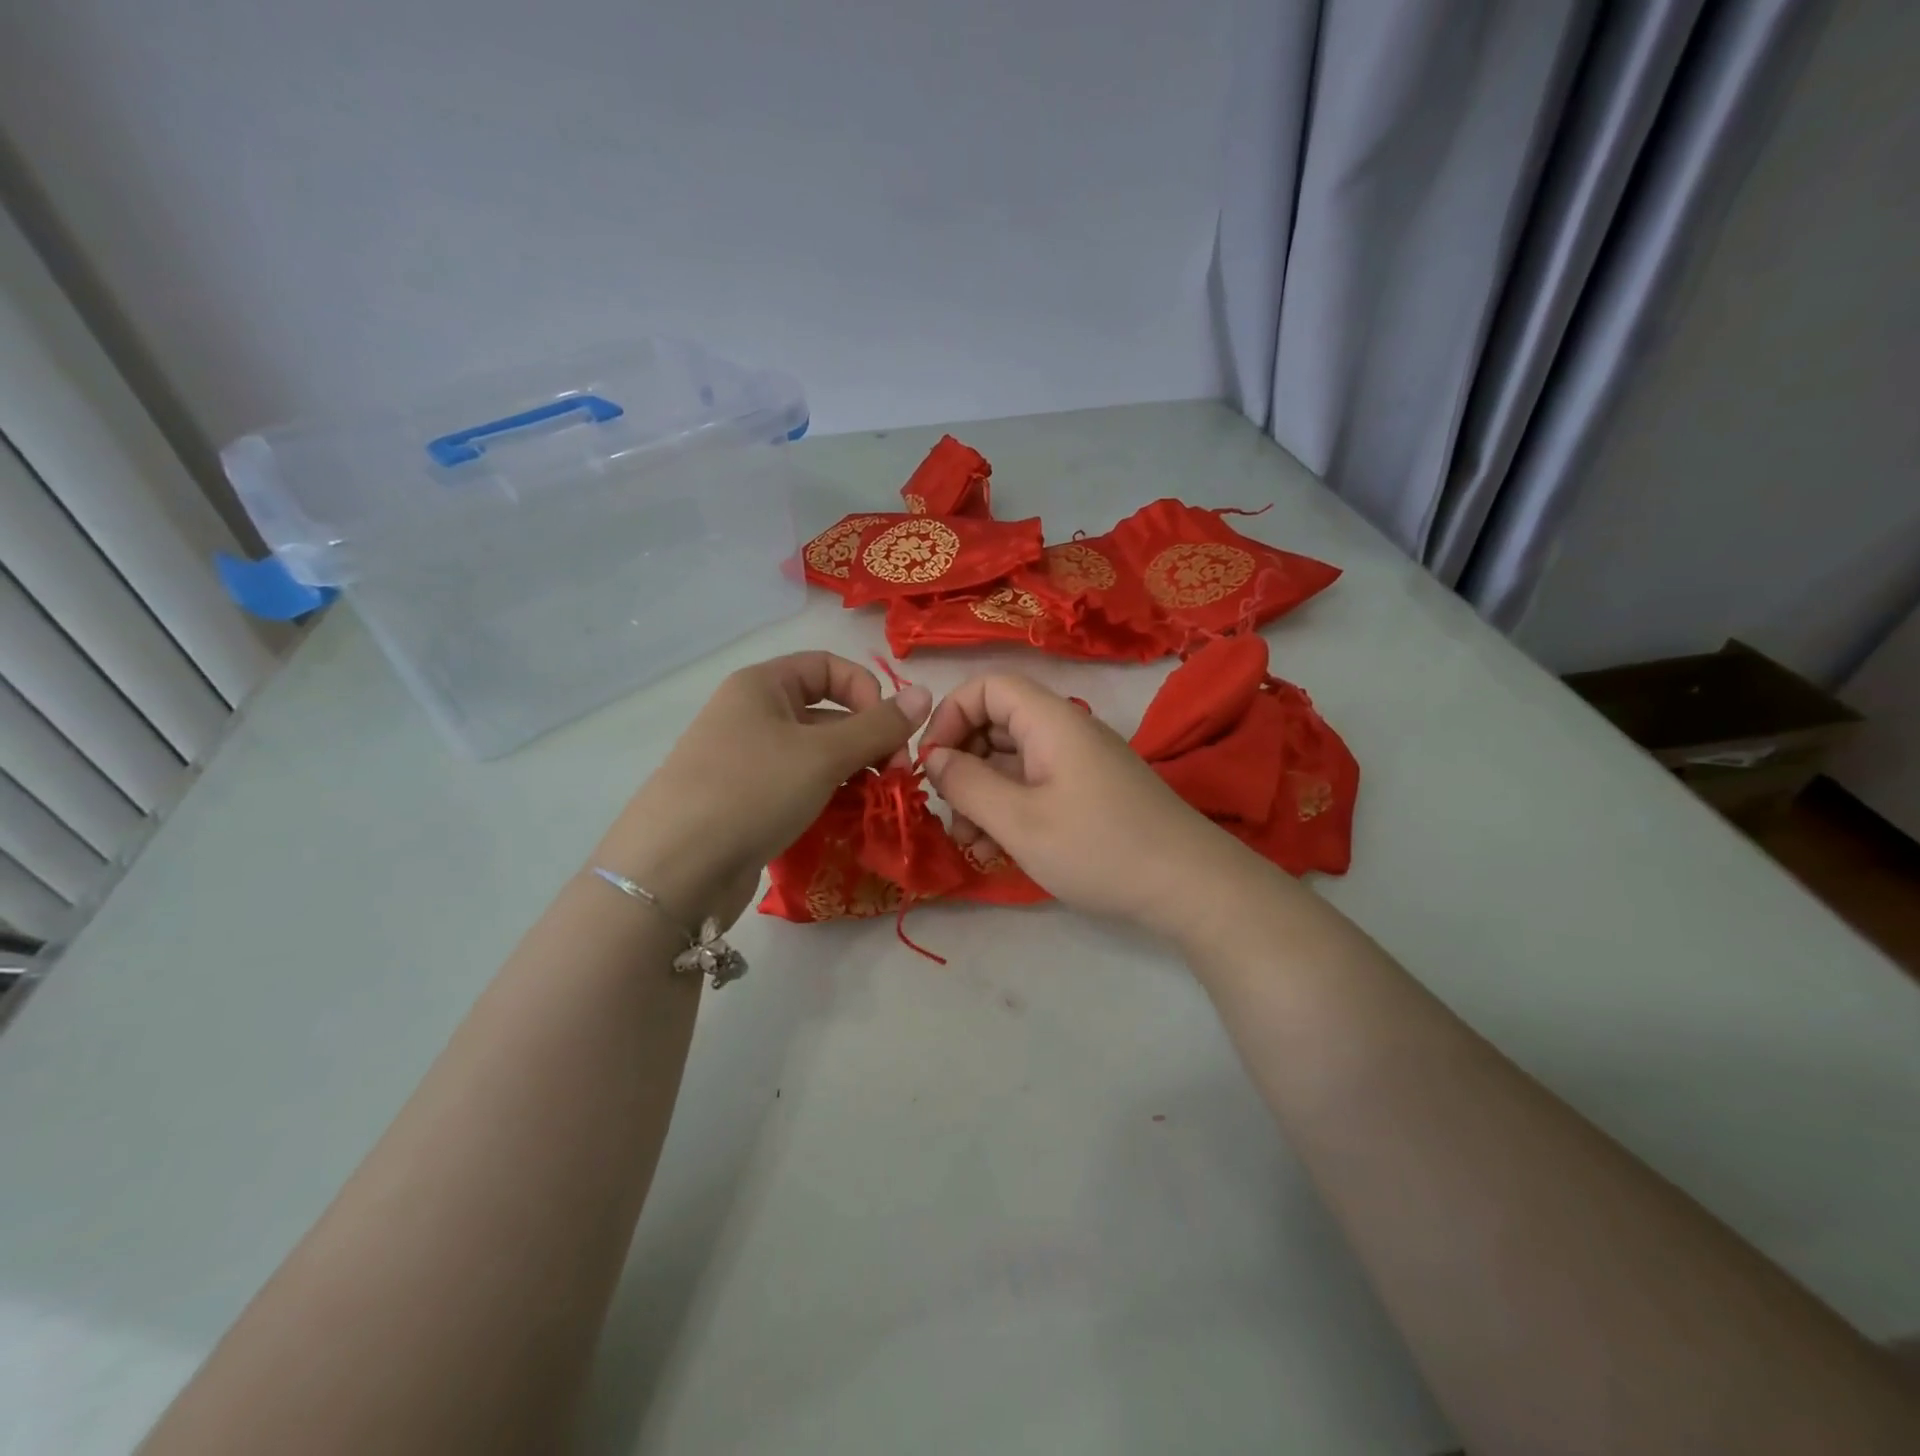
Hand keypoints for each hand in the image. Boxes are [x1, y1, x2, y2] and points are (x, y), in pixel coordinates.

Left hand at [595, 653, 930, 927]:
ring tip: (872, 803)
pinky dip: (826, 798)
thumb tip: (926, 694)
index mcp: (763, 685)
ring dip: (851, 773)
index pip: (830, 667)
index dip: (868, 692)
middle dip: (867, 741)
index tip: (891, 734)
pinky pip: (797, 787)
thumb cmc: (752, 791)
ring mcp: (745, 761)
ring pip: (815, 755)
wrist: (674, 870)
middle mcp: (751, 715)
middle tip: (893, 780)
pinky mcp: (744, 802)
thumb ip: (879, 726)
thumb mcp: (824, 755)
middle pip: (826, 713)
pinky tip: (843, 821)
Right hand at [920, 672, 1259, 940]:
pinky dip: (1009, 808)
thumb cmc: (1098, 847)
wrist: (1188, 885)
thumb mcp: (1020, 821)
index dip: (949, 716)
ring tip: (970, 840)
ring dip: (981, 794)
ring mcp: (1078, 763)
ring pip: (1011, 760)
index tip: (931, 764)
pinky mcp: (1088, 792)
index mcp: (1050, 720)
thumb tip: (934, 759)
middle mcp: (1064, 731)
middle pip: (996, 723)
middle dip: (962, 763)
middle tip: (947, 811)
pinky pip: (1034, 785)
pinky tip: (997, 849)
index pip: (986, 687)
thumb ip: (968, 785)